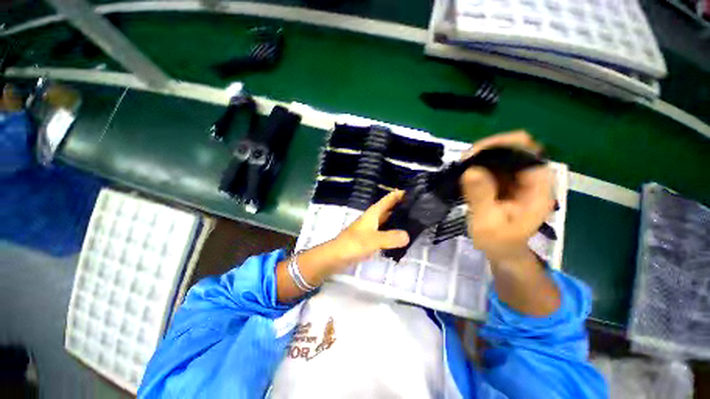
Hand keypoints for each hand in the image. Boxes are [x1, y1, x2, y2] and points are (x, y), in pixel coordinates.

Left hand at [326, 190, 409, 270]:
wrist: (336, 256)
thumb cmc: (353, 244)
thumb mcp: (373, 240)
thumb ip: (390, 237)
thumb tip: (408, 236)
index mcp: (373, 213)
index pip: (388, 199)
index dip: (399, 194)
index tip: (413, 192)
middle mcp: (373, 218)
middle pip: (389, 209)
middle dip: (401, 207)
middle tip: (419, 209)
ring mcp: (371, 229)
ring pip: (387, 221)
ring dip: (398, 220)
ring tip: (414, 222)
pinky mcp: (369, 239)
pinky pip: (384, 232)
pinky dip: (392, 233)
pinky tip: (401, 238)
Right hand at [460, 131, 554, 266]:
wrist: (502, 250)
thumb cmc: (498, 241)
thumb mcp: (487, 223)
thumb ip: (481, 197)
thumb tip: (470, 169)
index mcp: (538, 188)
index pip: (527, 152)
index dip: (501, 146)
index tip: (473, 155)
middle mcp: (531, 177)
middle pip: (515, 147)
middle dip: (488, 149)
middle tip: (464, 160)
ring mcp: (518, 178)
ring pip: (502, 154)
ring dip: (481, 155)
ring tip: (462, 166)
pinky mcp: (505, 180)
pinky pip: (493, 164)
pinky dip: (479, 163)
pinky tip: (466, 171)